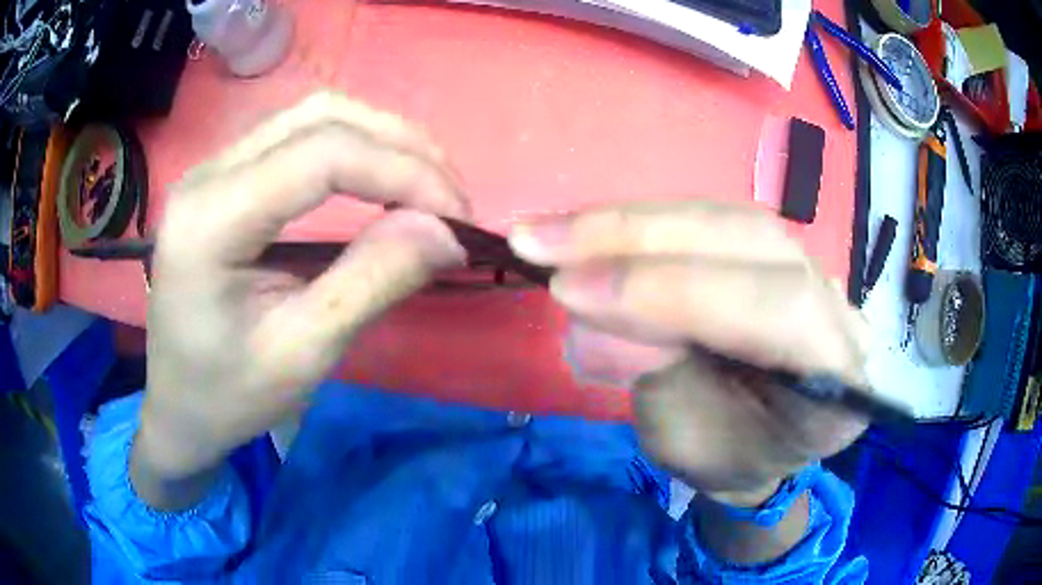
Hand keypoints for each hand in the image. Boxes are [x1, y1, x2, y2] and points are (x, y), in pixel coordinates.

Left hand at [137, 92, 469, 479]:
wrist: (177, 409)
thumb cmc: (228, 397)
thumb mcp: (303, 354)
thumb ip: (373, 282)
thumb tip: (446, 231)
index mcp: (211, 219)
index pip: (323, 155)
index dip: (404, 172)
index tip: (458, 219)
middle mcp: (207, 173)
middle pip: (321, 117)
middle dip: (401, 147)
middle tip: (450, 199)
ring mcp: (213, 169)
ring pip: (313, 116)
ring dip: (381, 140)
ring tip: (426, 186)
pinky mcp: (225, 178)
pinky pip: (298, 137)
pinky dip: (354, 149)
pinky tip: (379, 179)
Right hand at [509, 201, 868, 505]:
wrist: (758, 444)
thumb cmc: (726, 456)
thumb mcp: (684, 440)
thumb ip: (653, 369)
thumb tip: (589, 303)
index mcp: (837, 380)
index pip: (776, 307)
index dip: (676, 291)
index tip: (573, 291)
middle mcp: (836, 309)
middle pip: (750, 240)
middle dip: (638, 237)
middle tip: (541, 241)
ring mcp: (807, 268)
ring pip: (723, 218)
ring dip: (628, 221)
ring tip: (550, 232)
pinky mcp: (769, 251)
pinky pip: (708, 222)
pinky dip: (641, 223)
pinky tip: (588, 228)